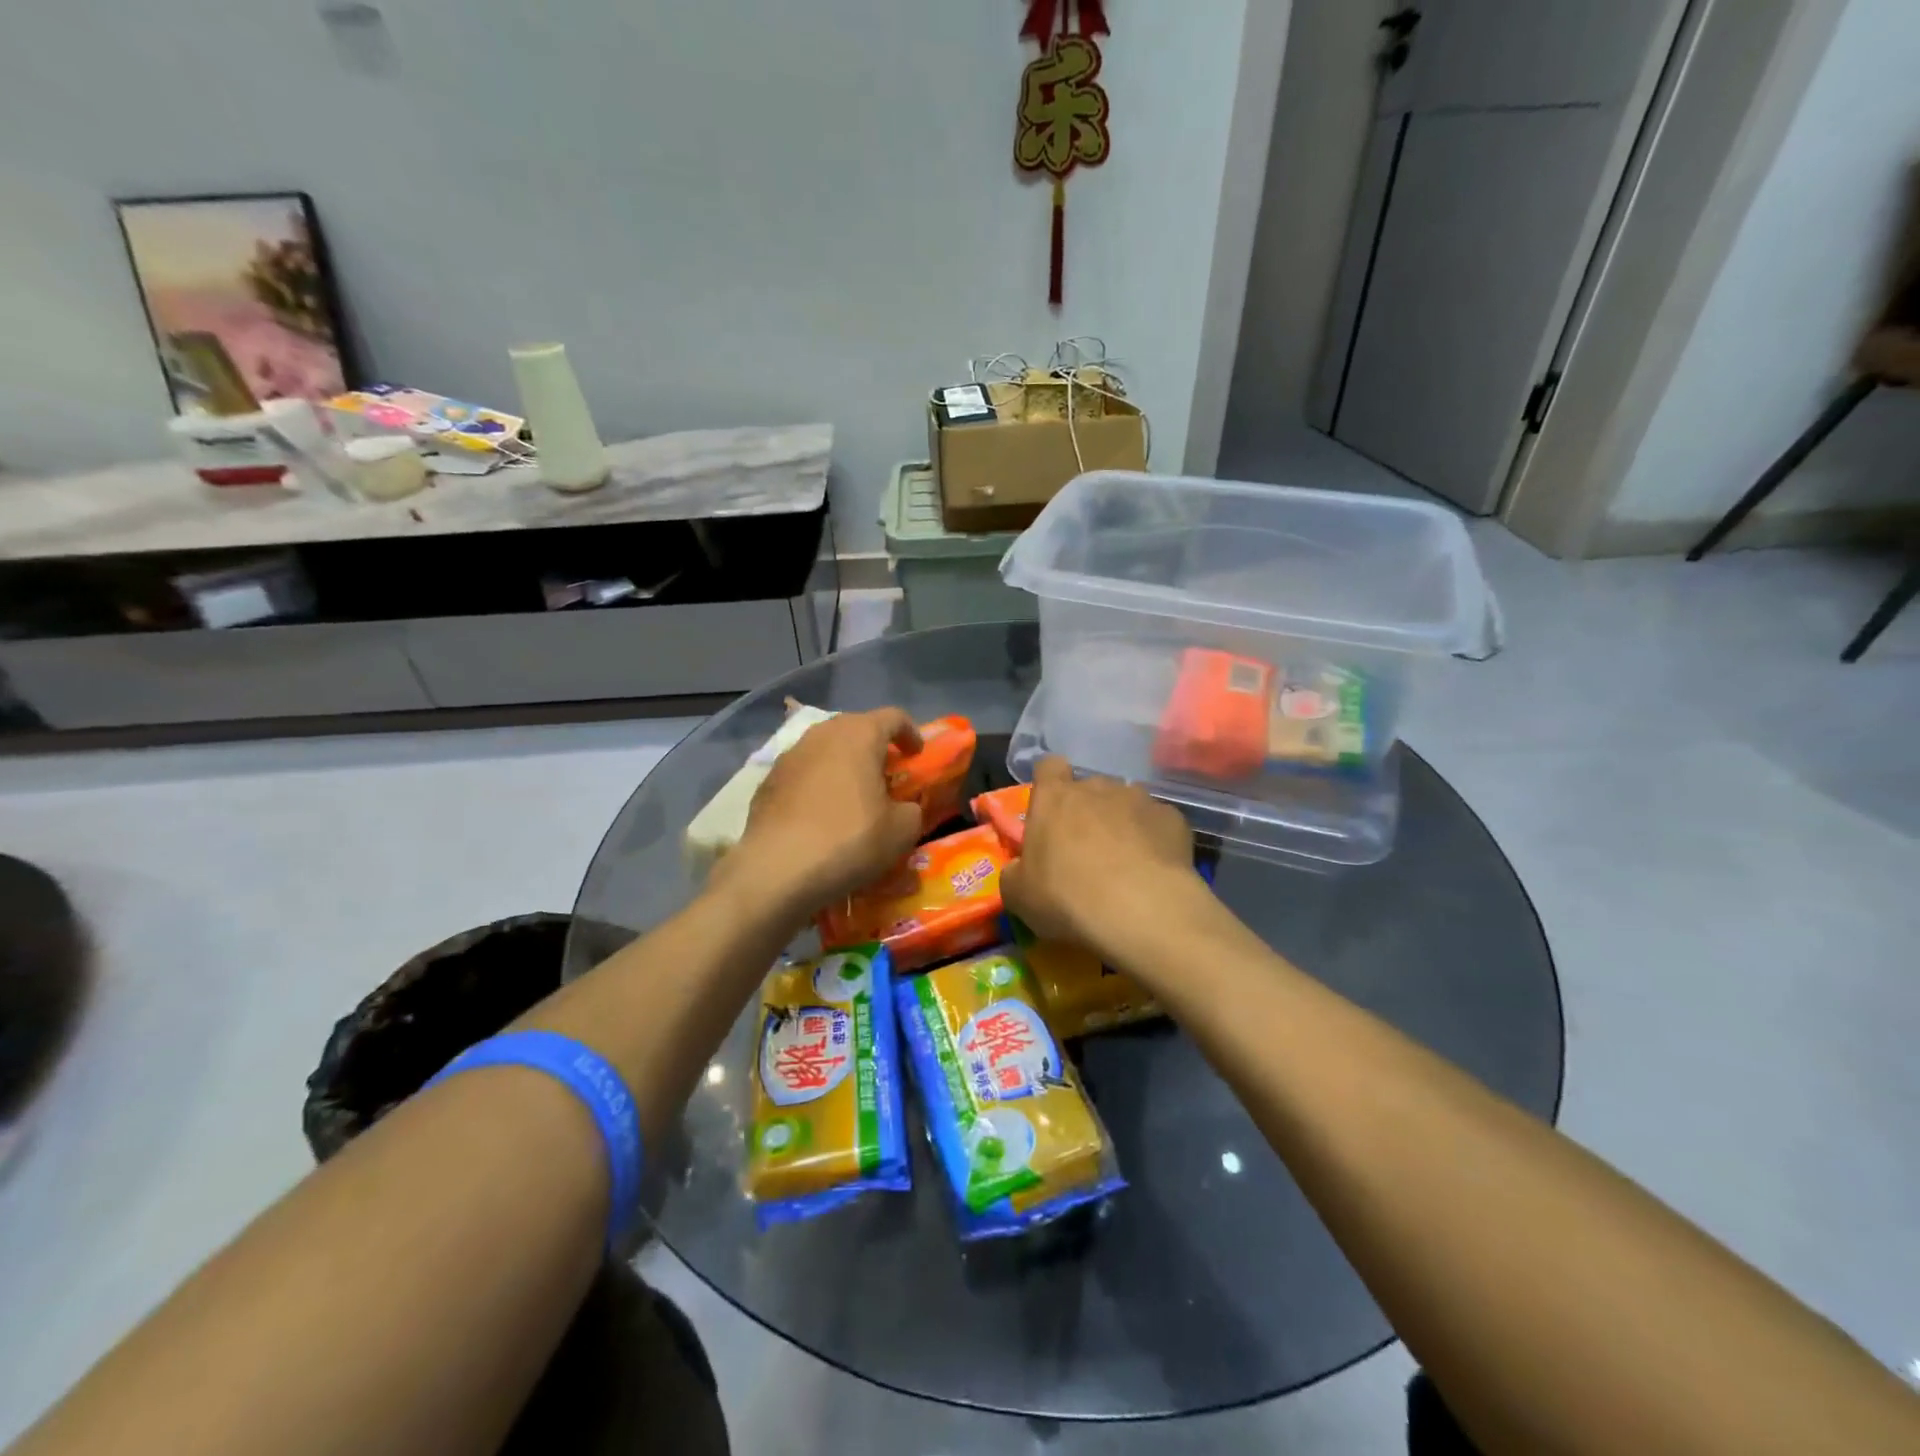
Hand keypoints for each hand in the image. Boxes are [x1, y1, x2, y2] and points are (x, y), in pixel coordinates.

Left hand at [718, 708, 924, 921]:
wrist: (777, 870)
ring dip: (843, 765)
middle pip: (856, 728)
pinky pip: (802, 773)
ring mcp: (790, 755)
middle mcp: (822, 734)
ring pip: (826, 749)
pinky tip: (820, 815)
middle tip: (886, 776)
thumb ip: (911, 809)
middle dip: (874, 748)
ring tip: (852, 796)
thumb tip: (903, 807)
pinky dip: (817, 785)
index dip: (910, 733)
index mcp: (860, 734)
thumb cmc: (849, 840)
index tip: (917, 756)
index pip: (894, 717)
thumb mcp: (902, 831)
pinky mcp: (768, 781)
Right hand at [1000, 756, 1207, 968]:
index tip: (1050, 811)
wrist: (1141, 911)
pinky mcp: (1173, 818)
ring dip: (1122, 822)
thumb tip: (1019, 869)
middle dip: (1088, 811)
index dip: (1049, 784)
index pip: (1048, 766)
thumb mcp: (1019, 896)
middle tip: (1086, 850)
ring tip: (1125, 861)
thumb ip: (1015, 872)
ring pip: (1126, 802)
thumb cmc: (1067, 897)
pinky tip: (1154, 869)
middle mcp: (1096, 787)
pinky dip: (1154, 840)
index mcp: (1054, 797)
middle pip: (1089, 788)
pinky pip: (1158, 823)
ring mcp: (1139, 799)